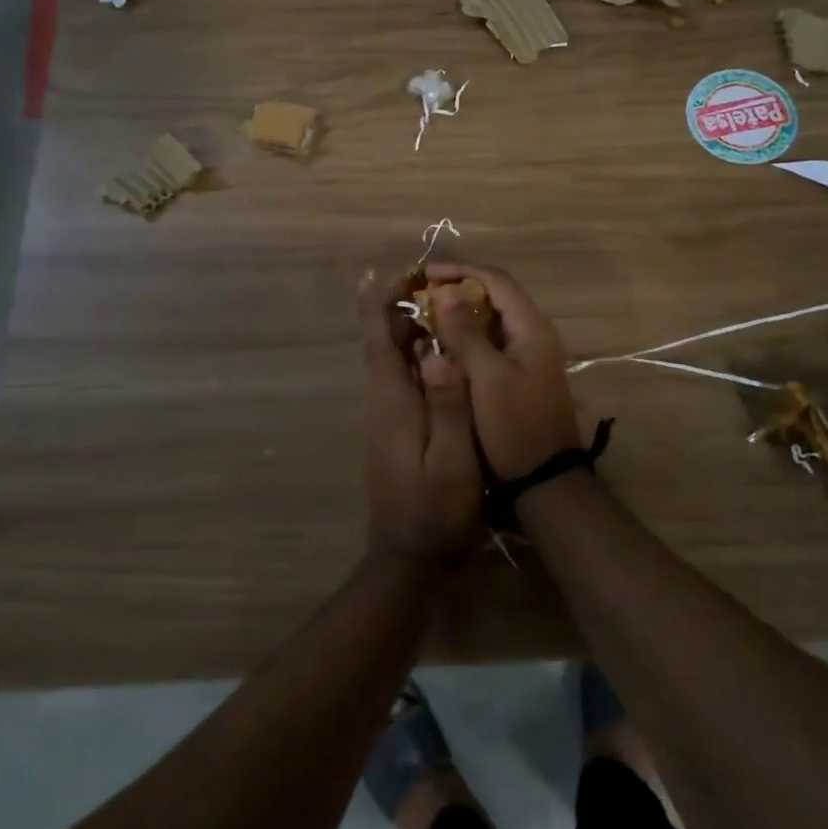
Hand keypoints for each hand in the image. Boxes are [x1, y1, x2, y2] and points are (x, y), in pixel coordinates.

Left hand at [358, 269, 484, 563]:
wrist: (410, 556)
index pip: (378, 343)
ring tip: (429, 298)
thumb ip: (448, 408)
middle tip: (418, 273)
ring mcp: (387, 417)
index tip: (377, 272)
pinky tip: (435, 347)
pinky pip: (400, 377)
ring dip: (402, 326)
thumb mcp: (452, 462)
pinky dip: (412, 353)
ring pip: (391, 360)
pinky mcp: (395, 429)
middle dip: (393, 307)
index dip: (376, 306)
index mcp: (394, 403)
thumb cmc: (436, 510)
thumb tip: (439, 353)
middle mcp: (383, 402)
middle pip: (382, 344)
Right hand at [423, 263, 581, 479]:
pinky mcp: (519, 375)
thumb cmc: (514, 426)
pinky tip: (441, 344)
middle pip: (495, 296)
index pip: (496, 280)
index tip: (424, 273)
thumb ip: (465, 333)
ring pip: (491, 320)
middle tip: (421, 292)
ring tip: (425, 313)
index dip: (461, 270)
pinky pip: (490, 342)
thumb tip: (444, 291)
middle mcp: (533, 334)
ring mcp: (528, 356)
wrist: (543, 480)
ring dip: (460, 312)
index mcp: (531, 328)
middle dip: (457, 288)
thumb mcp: (486, 378)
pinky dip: (466, 336)